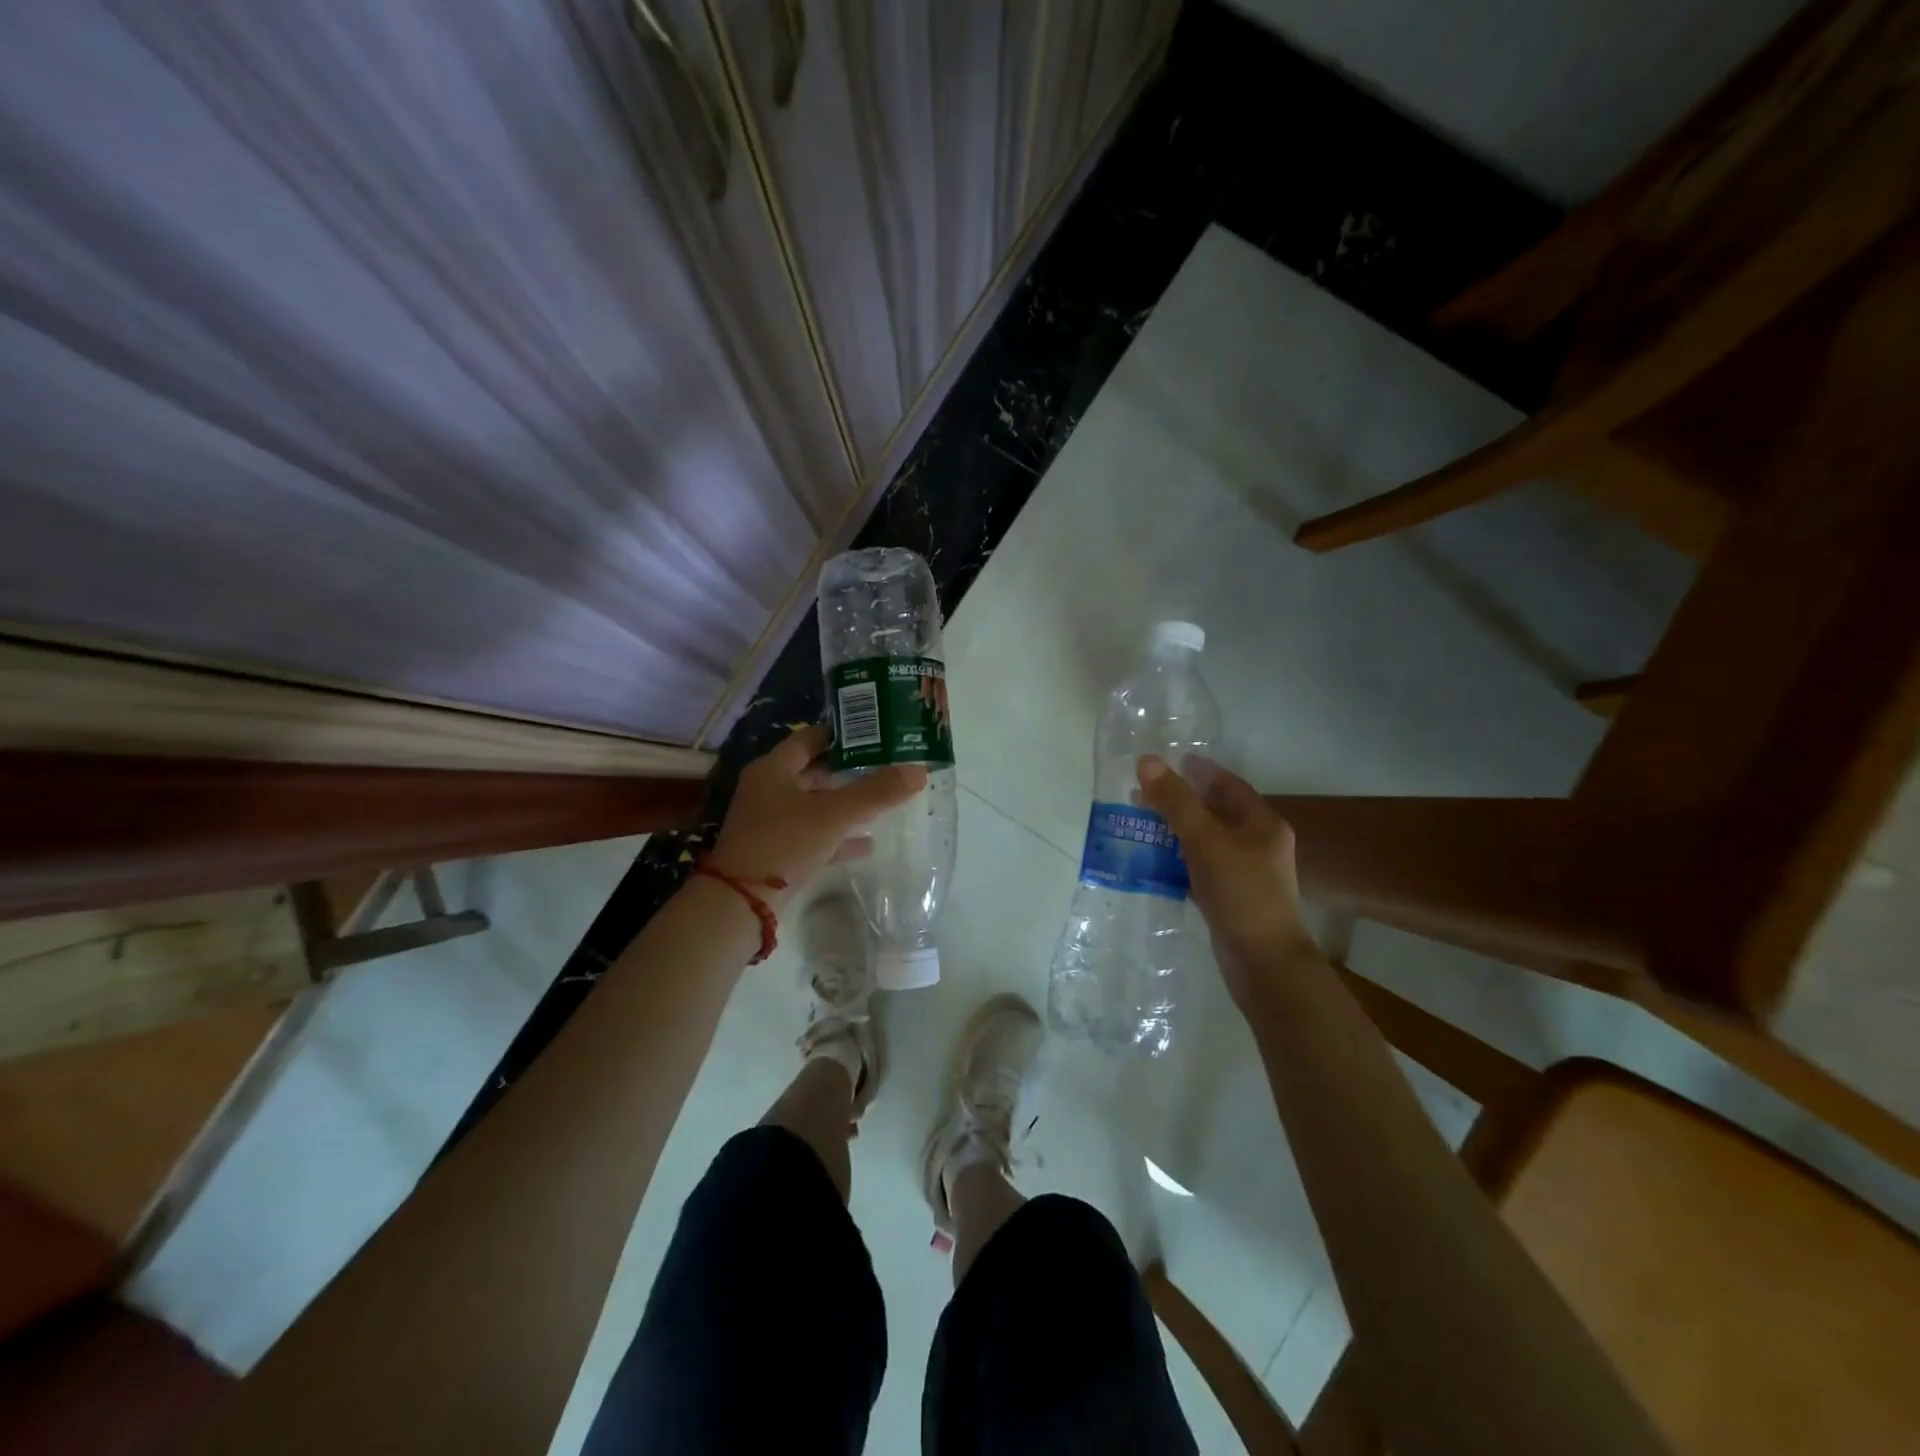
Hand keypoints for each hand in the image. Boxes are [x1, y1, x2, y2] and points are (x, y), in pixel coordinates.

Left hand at [710, 724, 926, 904]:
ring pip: (816, 804)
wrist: (741, 904)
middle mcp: (769, 790)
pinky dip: (839, 836)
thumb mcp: (834, 814)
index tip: (876, 733)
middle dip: (849, 770)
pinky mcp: (778, 852)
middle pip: (814, 771)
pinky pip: (815, 835)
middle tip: (886, 765)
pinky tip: (868, 843)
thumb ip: (877, 792)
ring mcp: (771, 823)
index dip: (842, 734)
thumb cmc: (784, 842)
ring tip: (883, 800)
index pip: (810, 738)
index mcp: (774, 769)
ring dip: (846, 803)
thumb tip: (919, 770)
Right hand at [1137, 755, 1318, 1008]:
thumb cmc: (1241, 892)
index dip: (1197, 770)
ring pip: (1205, 840)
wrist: (1264, 962)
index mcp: (1262, 822)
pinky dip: (1178, 860)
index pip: (1227, 784)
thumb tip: (1147, 761)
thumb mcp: (1205, 840)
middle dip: (1179, 801)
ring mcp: (1245, 872)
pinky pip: (1200, 867)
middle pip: (1214, 811)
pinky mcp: (1231, 897)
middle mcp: (1257, 843)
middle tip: (1141, 794)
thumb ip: (1176, 801)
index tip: (1165, 762)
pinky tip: (1153, 862)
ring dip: (1175, 831)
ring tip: (1140, 824)